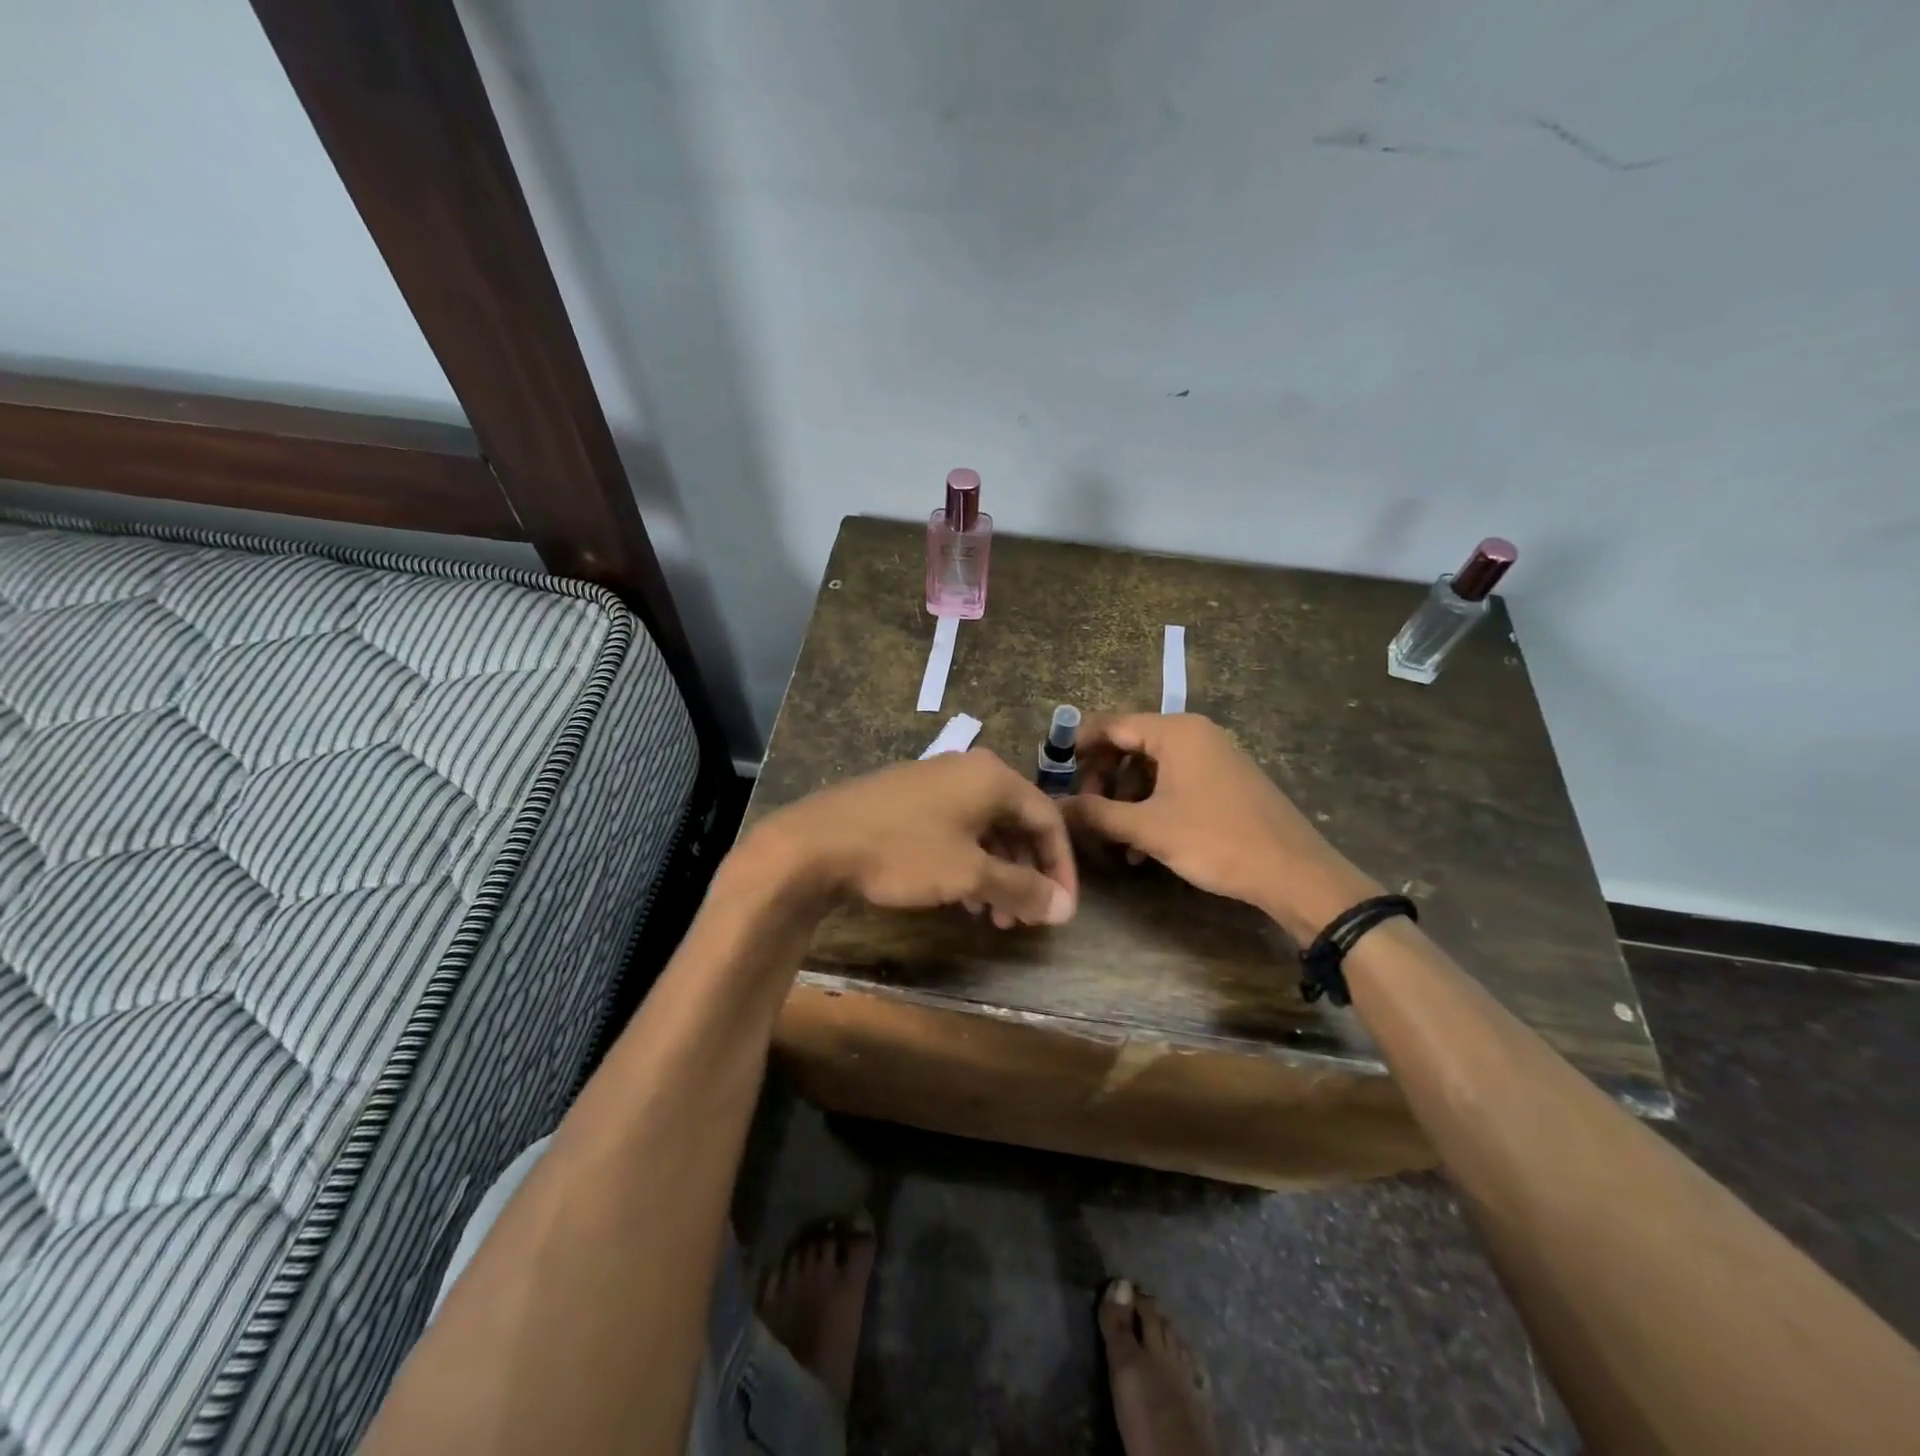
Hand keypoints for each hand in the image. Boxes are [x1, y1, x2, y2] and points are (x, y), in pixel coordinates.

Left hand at [748, 750, 1077, 927]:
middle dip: (1025, 874)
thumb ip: (1021, 888)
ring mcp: (935, 783)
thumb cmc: (904, 852)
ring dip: (996, 874)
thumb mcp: (969, 874)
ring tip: (993, 917)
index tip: (1060, 908)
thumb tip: (1066, 908)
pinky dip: (967, 864)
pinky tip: (961, 899)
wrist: (816, 842)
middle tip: (1023, 918)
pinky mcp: (907, 800)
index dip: (1061, 866)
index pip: (1048, 819)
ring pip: (984, 830)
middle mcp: (968, 771)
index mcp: (993, 777)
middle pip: (1017, 823)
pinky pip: (955, 830)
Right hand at [1062, 713, 1378, 941]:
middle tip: (1088, 812)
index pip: (1111, 724)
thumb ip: (1097, 813)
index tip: (1056, 775)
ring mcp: (1214, 756)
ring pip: (1152, 767)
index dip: (1079, 747)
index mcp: (1176, 732)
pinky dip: (1153, 805)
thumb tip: (1057, 807)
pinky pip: (1175, 781)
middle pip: (1130, 744)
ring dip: (1127, 798)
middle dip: (1103, 778)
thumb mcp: (1148, 829)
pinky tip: (1143, 845)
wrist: (1294, 872)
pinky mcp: (1226, 780)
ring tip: (1116, 839)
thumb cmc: (1216, 840)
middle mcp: (1195, 733)